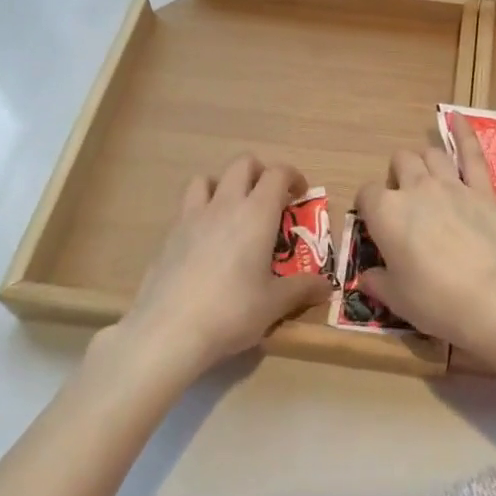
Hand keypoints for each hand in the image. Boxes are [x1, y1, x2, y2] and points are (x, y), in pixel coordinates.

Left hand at [118, 154, 331, 380]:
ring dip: (222, 185)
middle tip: (268, 197)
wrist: (168, 331)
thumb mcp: (274, 305)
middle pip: (242, 164)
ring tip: (231, 210)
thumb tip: (327, 286)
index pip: (277, 173)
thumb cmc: (231, 312)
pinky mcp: (169, 236)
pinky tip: (203, 240)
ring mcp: (192, 217)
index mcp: (257, 213)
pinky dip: (199, 211)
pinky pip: (185, 207)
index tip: (300, 194)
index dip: (292, 176)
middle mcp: (225, 204)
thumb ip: (302, 289)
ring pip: (206, 178)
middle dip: (259, 172)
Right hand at [353, 123, 495, 354]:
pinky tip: (457, 116)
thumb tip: (367, 276)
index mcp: (387, 213)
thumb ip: (378, 282)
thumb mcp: (398, 300)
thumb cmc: (438, 302)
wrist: (495, 299)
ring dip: (425, 161)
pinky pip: (471, 153)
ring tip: (426, 177)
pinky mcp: (482, 189)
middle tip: (405, 202)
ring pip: (431, 153)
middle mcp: (416, 188)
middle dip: (398, 175)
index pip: (367, 194)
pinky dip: (464, 132)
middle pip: (400, 162)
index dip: (370, 207)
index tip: (376, 225)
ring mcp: (451, 184)